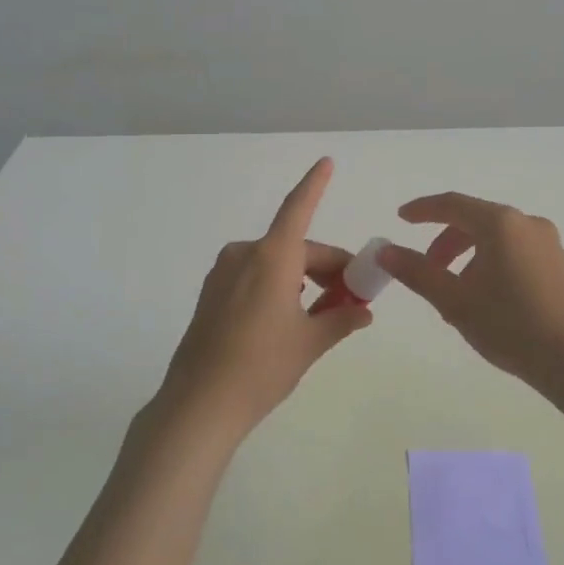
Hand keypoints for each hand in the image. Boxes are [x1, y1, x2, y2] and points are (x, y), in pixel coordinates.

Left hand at [155, 157, 372, 439]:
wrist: (199, 404)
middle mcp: (245, 255)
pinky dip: (279, 286)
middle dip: (327, 267)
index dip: (314, 184)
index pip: (298, 208)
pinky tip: (290, 317)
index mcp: (272, 257)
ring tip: (325, 313)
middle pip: (296, 248)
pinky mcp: (212, 294)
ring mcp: (224, 274)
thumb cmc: (262, 366)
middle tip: (353, 297)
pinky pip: (255, 277)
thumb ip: (341, 320)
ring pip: (276, 264)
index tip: (326, 161)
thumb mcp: (310, 343)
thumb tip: (364, 311)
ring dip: (304, 278)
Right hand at [378, 192, 563, 382]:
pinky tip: (487, 298)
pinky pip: (516, 251)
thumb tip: (386, 251)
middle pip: (475, 221)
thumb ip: (417, 271)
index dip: (423, 210)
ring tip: (456, 293)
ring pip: (496, 238)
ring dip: (468, 256)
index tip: (401, 218)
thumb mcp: (454, 300)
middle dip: (445, 242)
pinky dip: (492, 263)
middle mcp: (527, 223)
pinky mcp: (560, 265)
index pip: (452, 204)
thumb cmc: (509, 325)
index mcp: (500, 223)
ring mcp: (548, 243)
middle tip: (426, 269)